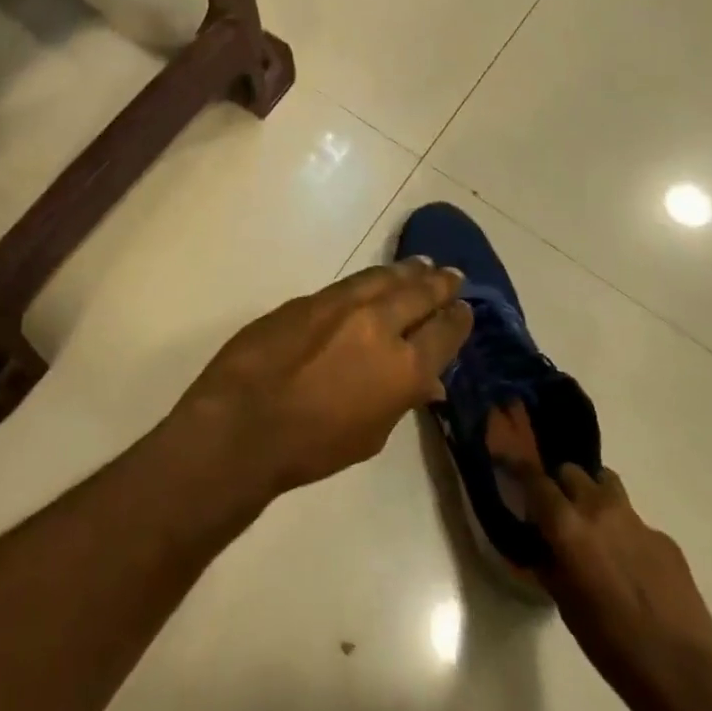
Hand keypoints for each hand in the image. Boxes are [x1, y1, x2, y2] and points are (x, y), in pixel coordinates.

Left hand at [171, 260, 473, 504]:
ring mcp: (341, 305)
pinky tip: (375, 280)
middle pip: (417, 295)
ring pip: (383, 279)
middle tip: (452, 274)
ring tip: (421, 265)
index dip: (457, 320)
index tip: (465, 308)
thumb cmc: (312, 445)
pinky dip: (370, 280)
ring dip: (406, 272)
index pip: (443, 334)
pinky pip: (350, 284)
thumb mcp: (370, 434)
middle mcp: (379, 325)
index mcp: (403, 368)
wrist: (246, 419)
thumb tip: (425, 380)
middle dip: (438, 285)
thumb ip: (399, 399)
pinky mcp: (309, 298)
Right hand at [488, 406, 711, 681]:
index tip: (508, 461)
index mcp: (566, 524)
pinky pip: (638, 522)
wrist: (681, 673)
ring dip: (595, 494)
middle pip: (571, 471)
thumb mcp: (562, 600)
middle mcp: (597, 508)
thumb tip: (543, 542)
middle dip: (562, 484)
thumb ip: (548, 559)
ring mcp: (636, 520)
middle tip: (560, 509)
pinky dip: (628, 533)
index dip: (518, 467)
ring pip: (607, 483)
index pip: (534, 477)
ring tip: (597, 524)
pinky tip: (635, 566)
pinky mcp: (666, 539)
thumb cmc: (609, 641)